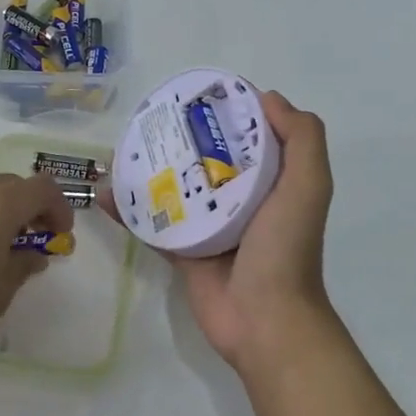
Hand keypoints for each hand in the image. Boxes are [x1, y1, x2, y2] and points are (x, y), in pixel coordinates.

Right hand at [112, 91, 337, 370]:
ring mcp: (209, 226)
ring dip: (148, 171)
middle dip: (178, 139)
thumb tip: (268, 97)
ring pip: (175, 189)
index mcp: (271, 181)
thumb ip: (302, 138)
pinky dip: (131, 211)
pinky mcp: (184, 251)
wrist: (264, 320)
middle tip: (146, 119)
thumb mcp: (308, 185)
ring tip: (117, 151)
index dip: (225, 114)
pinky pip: (153, 224)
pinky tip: (106, 195)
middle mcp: (240, 199)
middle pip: (205, 160)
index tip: (195, 95)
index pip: (247, 137)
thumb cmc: (286, 248)